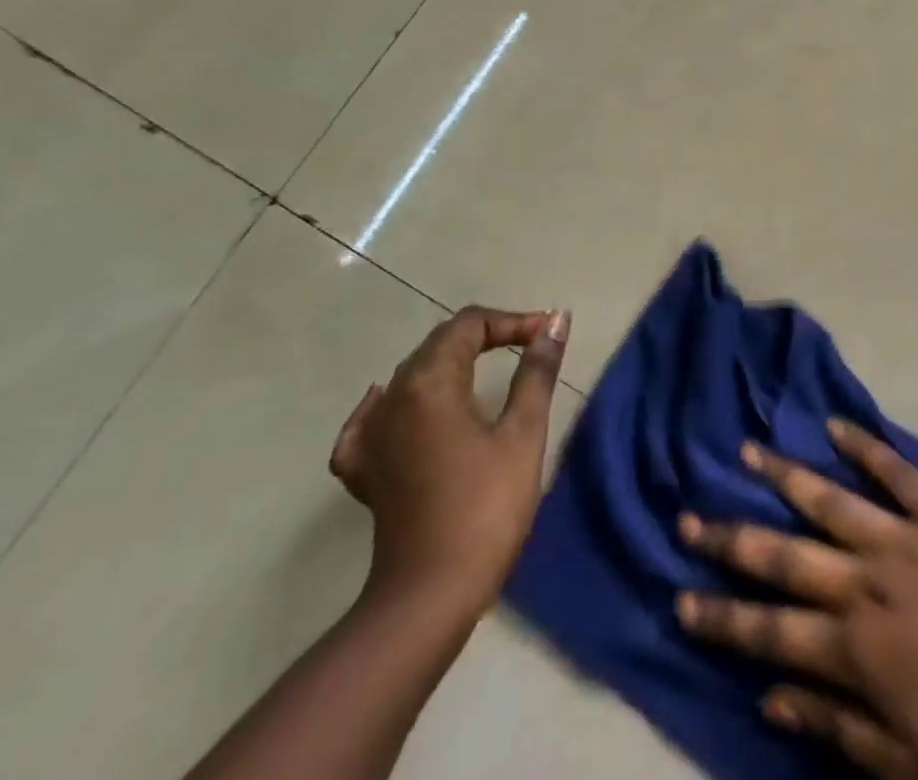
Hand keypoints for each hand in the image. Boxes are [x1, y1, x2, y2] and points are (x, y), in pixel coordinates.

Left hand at [330, 306, 569, 616]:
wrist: (429, 596)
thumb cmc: (486, 507)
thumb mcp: (523, 432)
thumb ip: (536, 370)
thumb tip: (555, 321)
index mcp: (430, 382)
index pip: (470, 324)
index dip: (512, 321)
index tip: (547, 336)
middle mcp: (392, 397)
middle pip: (440, 344)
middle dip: (488, 336)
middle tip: (531, 348)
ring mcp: (370, 434)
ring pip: (413, 375)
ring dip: (454, 364)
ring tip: (493, 373)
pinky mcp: (363, 468)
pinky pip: (377, 416)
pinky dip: (403, 401)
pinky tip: (412, 410)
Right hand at [675, 421, 917, 779]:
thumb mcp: (900, 766)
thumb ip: (832, 727)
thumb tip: (768, 697)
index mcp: (854, 648)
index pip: (768, 630)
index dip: (720, 617)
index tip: (679, 598)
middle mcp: (867, 583)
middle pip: (784, 556)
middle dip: (731, 539)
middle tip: (688, 516)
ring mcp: (904, 539)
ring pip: (830, 500)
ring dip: (784, 477)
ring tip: (747, 452)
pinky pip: (897, 472)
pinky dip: (865, 446)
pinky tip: (834, 425)